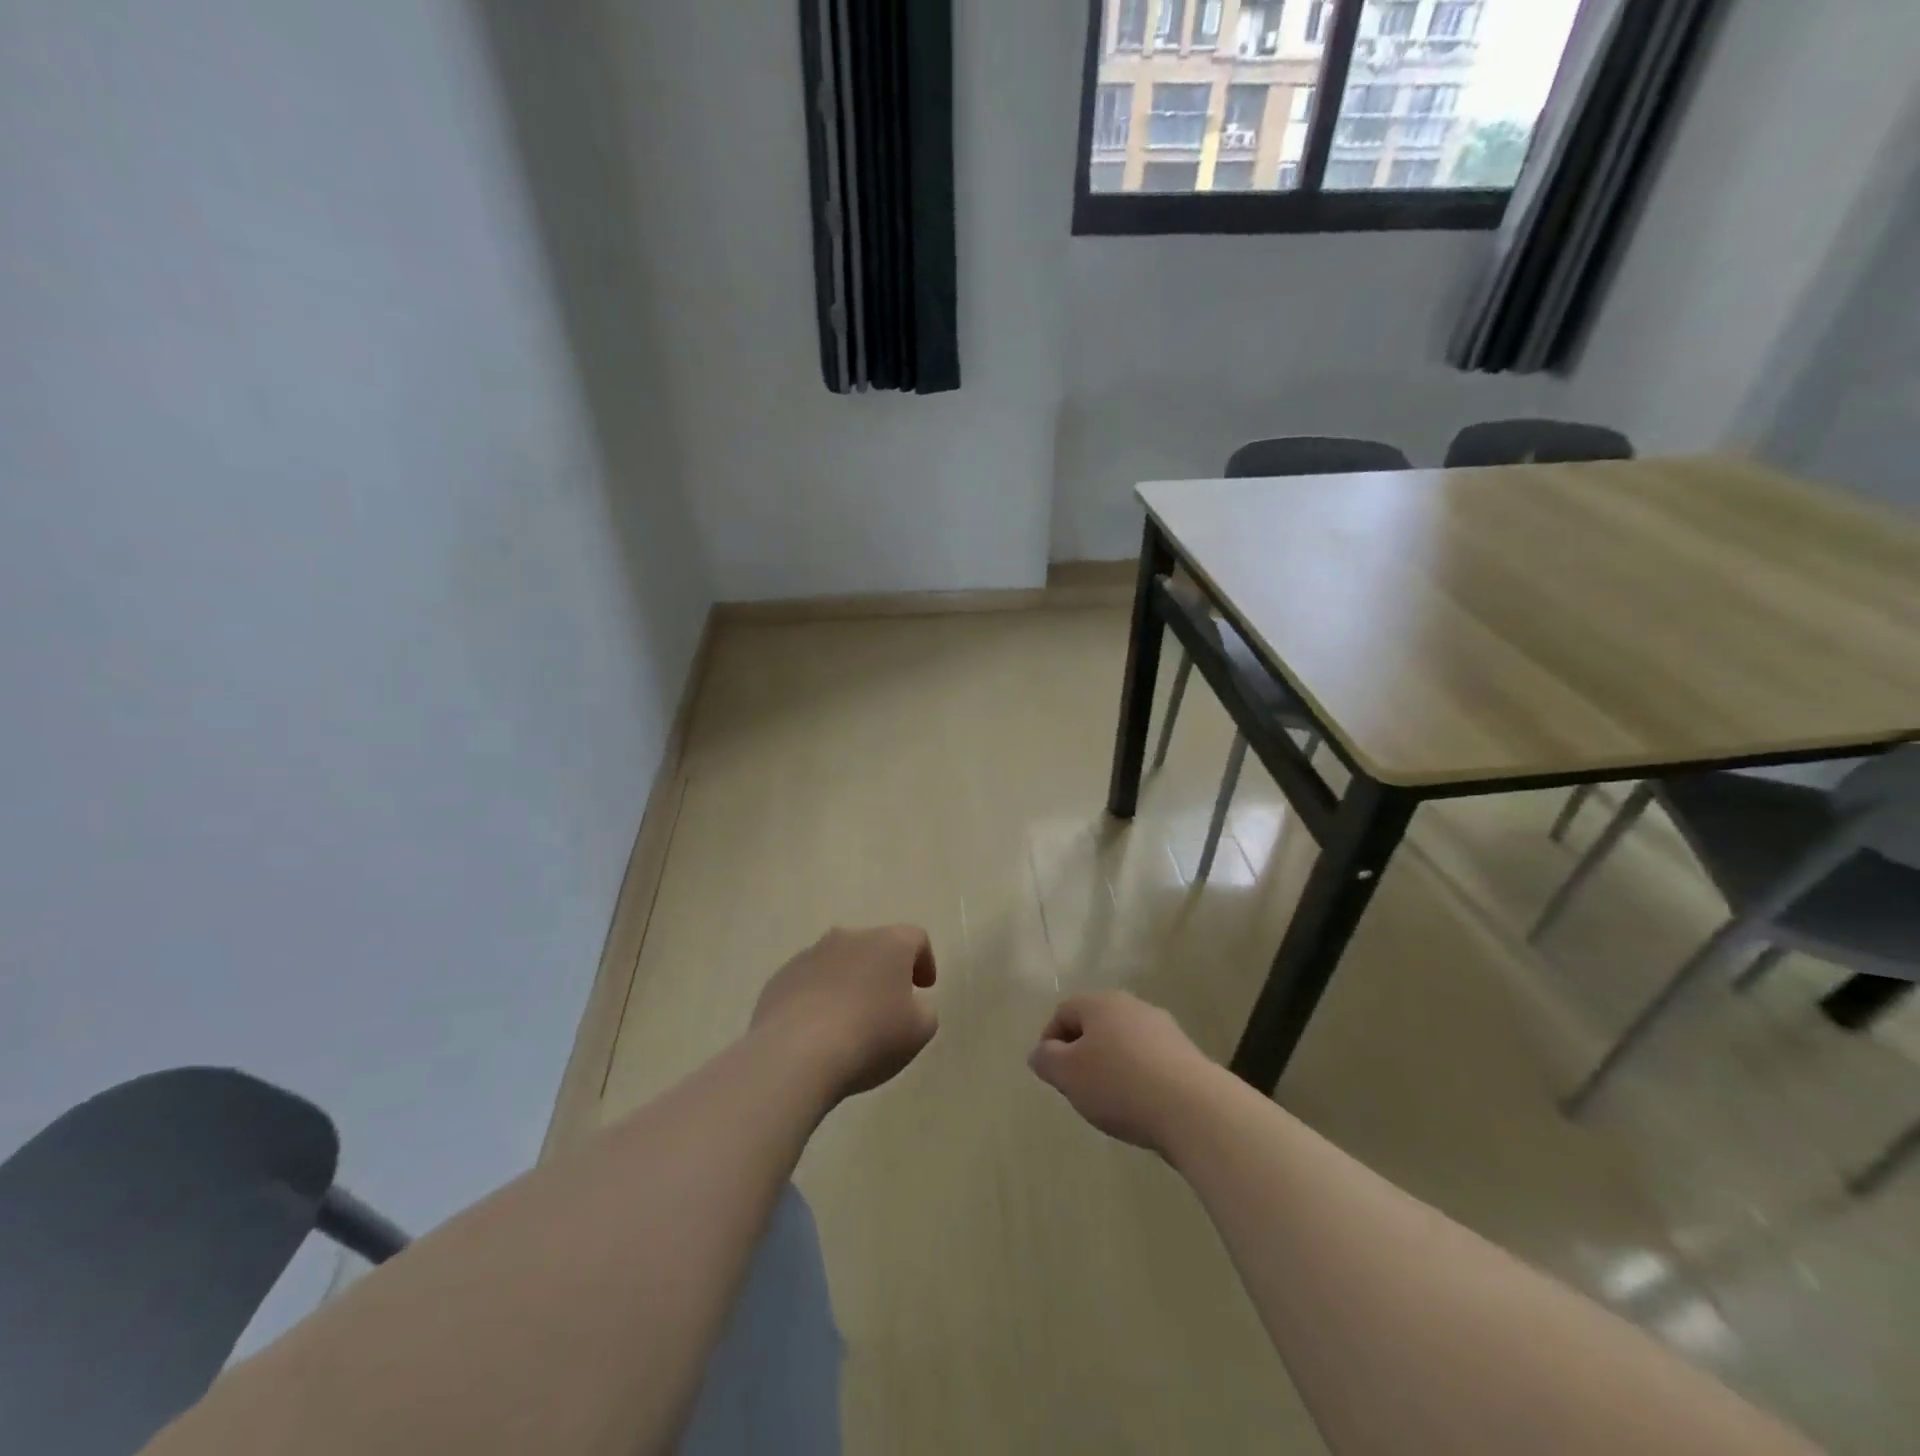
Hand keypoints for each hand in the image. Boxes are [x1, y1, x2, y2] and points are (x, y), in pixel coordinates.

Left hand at [752, 926, 938, 1101]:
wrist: (795, 1054)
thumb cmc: (870, 1037)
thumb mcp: (920, 1030)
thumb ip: (924, 1010)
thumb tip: (912, 1003)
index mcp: (888, 943)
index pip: (915, 938)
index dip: (924, 961)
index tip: (924, 988)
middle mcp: (849, 938)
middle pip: (874, 946)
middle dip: (883, 971)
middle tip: (888, 1006)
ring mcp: (809, 955)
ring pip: (838, 963)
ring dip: (848, 983)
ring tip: (850, 1022)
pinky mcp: (780, 978)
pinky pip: (809, 983)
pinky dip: (818, 999)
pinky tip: (818, 1032)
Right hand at [1029, 992, 1222, 1155]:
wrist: (1192, 1108)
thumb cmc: (1119, 1084)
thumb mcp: (1068, 1075)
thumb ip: (1046, 1060)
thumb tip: (1040, 1052)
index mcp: (1101, 1003)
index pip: (1064, 1011)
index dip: (1050, 1041)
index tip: (1051, 1074)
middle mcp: (1132, 1006)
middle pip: (1096, 1025)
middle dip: (1081, 1054)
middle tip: (1077, 1087)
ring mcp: (1163, 1028)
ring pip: (1123, 1043)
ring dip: (1111, 1066)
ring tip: (1109, 1101)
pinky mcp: (1185, 1054)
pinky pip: (1149, 1061)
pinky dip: (1138, 1078)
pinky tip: (1139, 1105)